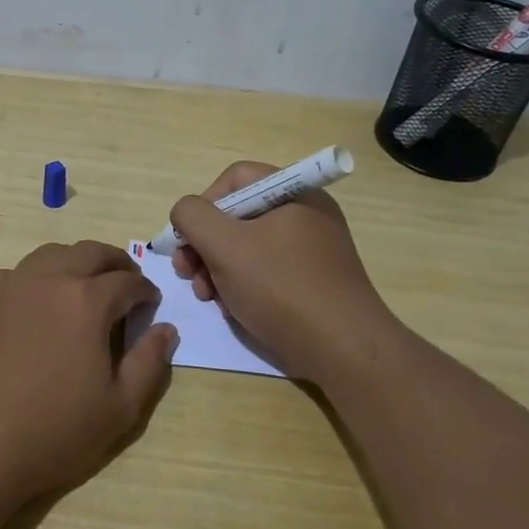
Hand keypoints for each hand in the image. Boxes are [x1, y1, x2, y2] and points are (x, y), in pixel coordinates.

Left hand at [0, 240, 177, 504]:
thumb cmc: (50, 432)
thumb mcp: (119, 410)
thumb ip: (149, 364)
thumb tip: (165, 329)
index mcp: (86, 300)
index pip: (127, 281)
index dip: (145, 290)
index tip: (150, 304)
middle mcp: (48, 279)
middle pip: (89, 252)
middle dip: (115, 263)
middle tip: (125, 283)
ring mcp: (9, 286)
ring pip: (51, 254)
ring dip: (76, 262)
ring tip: (84, 287)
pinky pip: (18, 274)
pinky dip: (39, 277)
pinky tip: (37, 305)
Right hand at [169, 161, 393, 377]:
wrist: (342, 350)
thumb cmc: (281, 287)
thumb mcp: (224, 245)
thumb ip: (193, 216)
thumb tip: (186, 213)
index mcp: (294, 192)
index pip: (235, 179)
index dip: (204, 204)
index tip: (188, 239)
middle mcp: (306, 213)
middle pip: (238, 214)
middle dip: (205, 244)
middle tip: (187, 273)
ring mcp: (312, 249)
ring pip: (248, 246)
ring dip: (217, 268)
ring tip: (207, 296)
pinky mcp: (313, 281)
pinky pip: (267, 270)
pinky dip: (243, 284)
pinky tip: (232, 308)